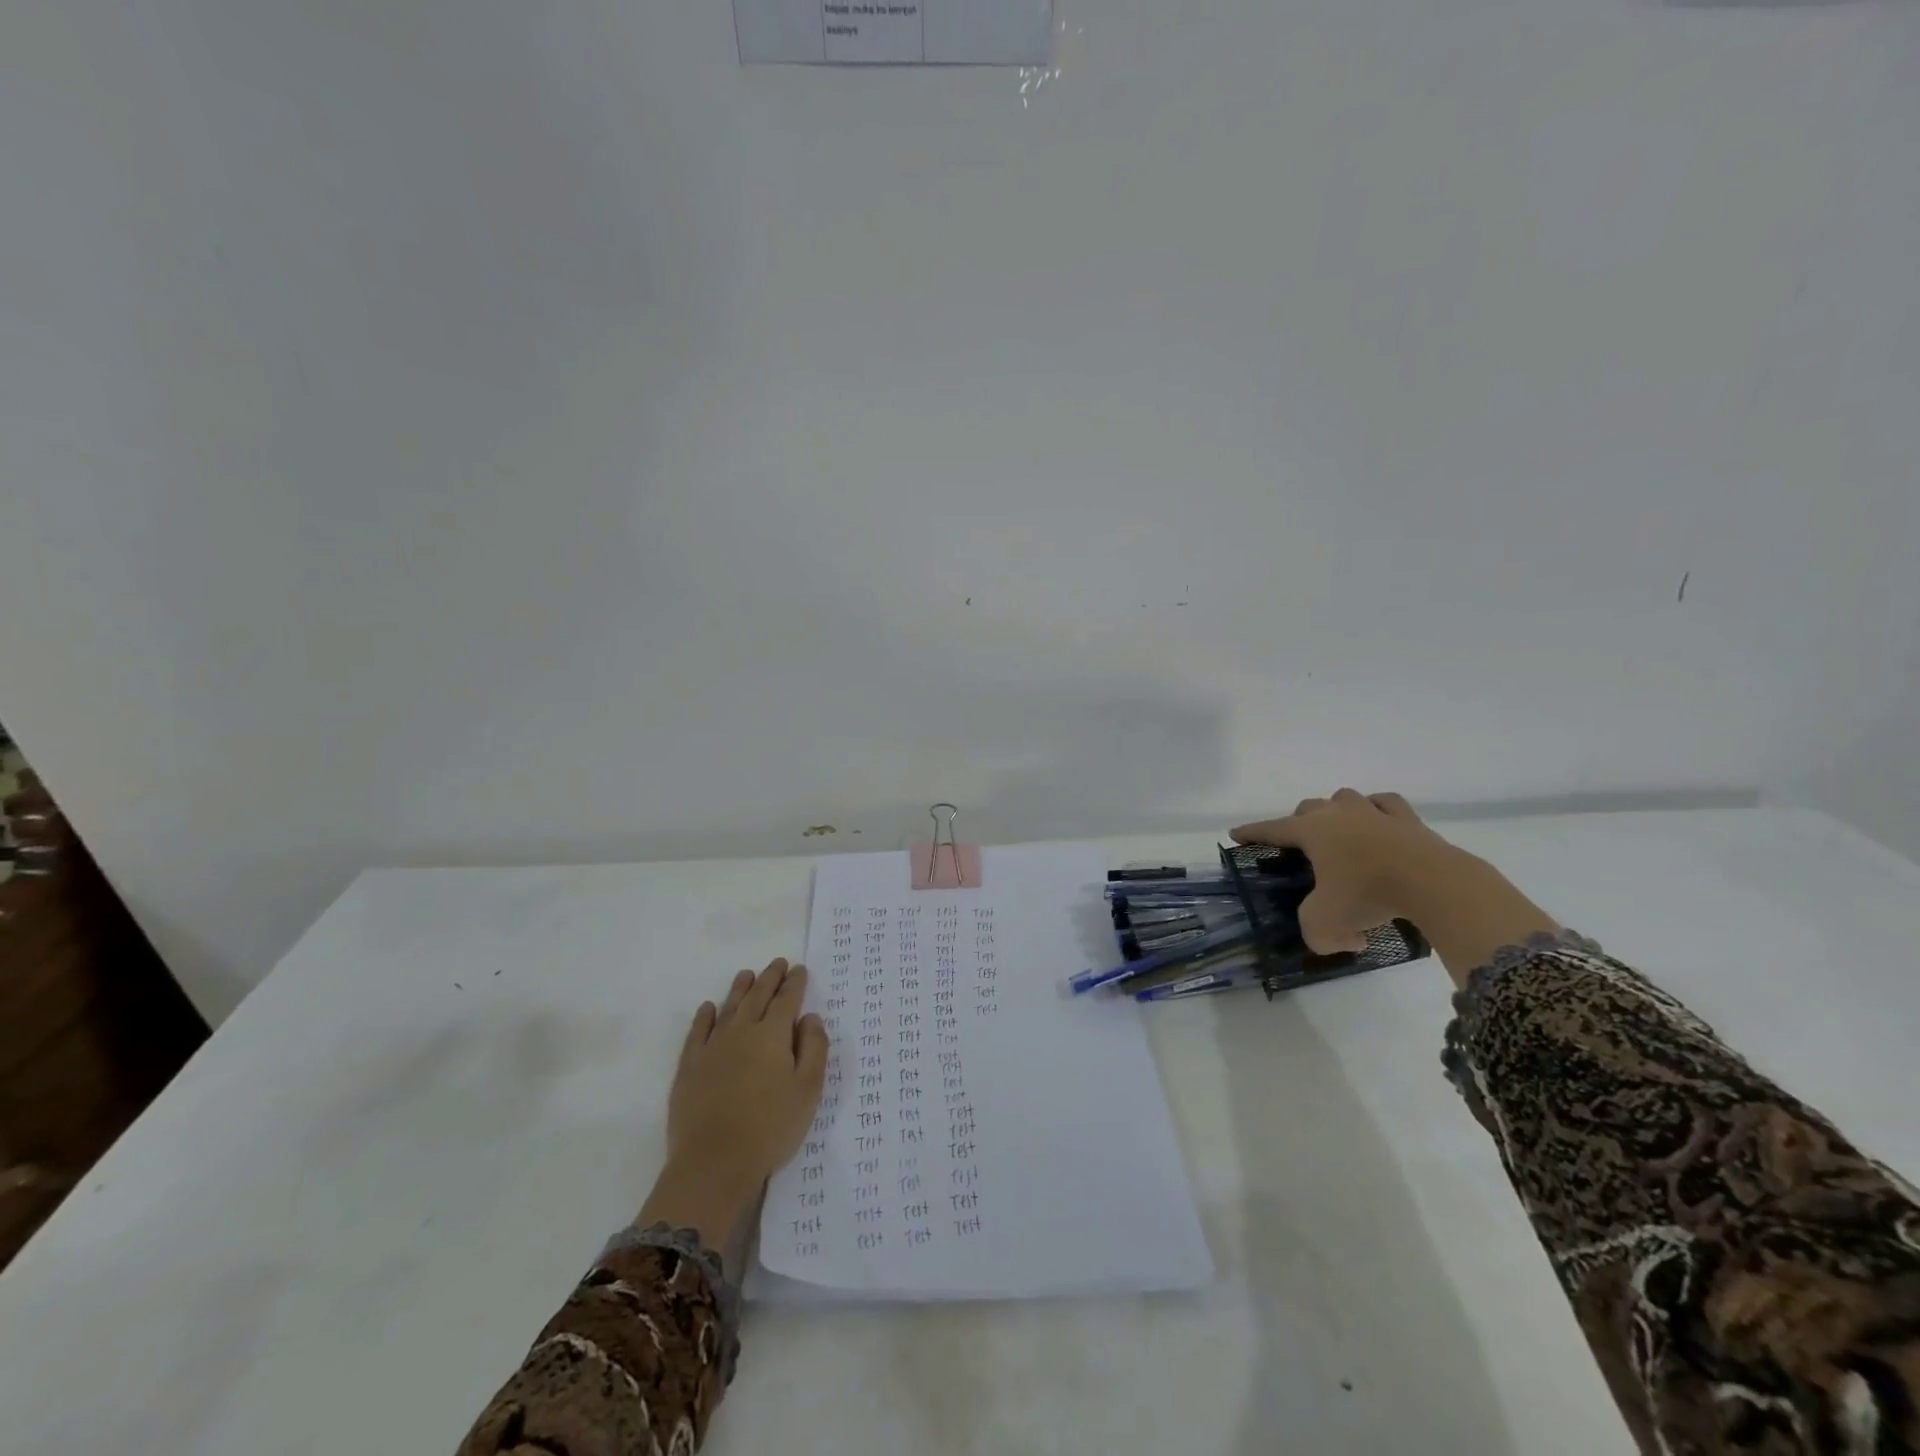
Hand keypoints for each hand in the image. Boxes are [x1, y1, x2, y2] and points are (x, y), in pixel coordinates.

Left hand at [639, 959, 829, 1247]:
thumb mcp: (808, 1090)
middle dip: (770, 978)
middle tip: (778, 963)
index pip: (787, 1000)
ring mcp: (712, 1048)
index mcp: (773, 1035)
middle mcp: (742, 1032)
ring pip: (728, 1008)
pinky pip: (697, 1032)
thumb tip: (810, 1018)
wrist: (714, 1163)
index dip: (795, 983)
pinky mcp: (689, 1068)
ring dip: (739, 989)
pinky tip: (708, 1008)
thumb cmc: (771, 1127)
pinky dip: (704, 1016)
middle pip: (757, 997)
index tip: (799, 969)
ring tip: (747, 974)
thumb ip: (814, 1049)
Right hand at [1232, 790, 1457, 954]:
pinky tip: (1381, 824)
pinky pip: (1386, 805)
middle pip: (1308, 807)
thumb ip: (1317, 933)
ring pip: (1346, 799)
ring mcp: (1374, 812)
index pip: (1272, 829)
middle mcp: (1337, 814)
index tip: (1236, 833)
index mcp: (1311, 831)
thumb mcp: (1326, 923)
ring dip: (1337, 811)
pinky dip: (1379, 811)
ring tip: (1341, 831)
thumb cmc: (1368, 895)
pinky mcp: (1409, 820)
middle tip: (1302, 846)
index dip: (1252, 833)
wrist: (1432, 883)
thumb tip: (1343, 939)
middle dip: (1299, 822)